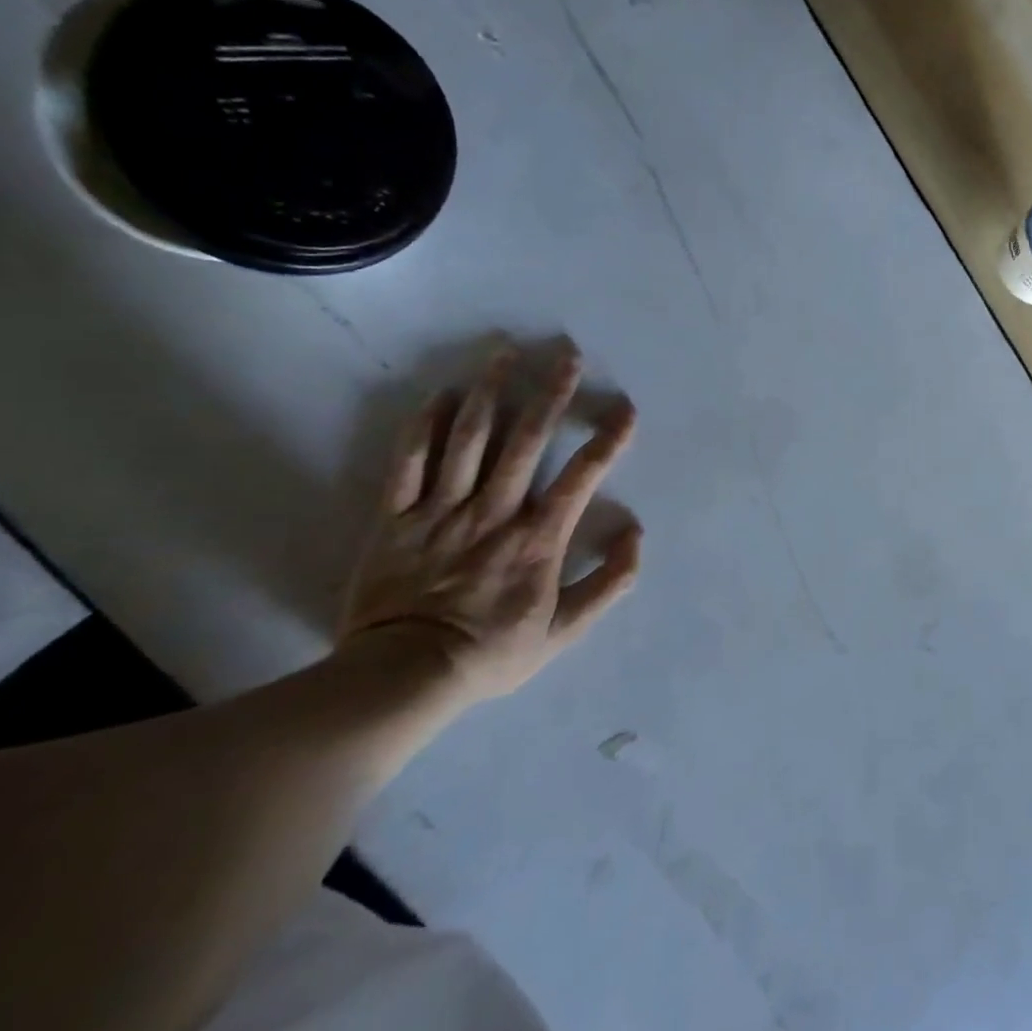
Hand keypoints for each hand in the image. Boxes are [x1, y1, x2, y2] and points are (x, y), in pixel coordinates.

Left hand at [338, 343, 641, 704]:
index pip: (582, 476)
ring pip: (468, 439)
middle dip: (550, 393)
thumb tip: (634, 533)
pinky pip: (409, 462)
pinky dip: (424, 426)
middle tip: (566, 355)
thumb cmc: (492, 651)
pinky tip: (439, 395)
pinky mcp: (397, 517)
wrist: (403, 677)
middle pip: (526, 440)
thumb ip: (609, 583)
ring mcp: (442, 510)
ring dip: (488, 392)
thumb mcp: (566, 630)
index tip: (625, 408)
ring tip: (503, 353)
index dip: (608, 439)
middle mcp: (494, 512)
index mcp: (538, 538)